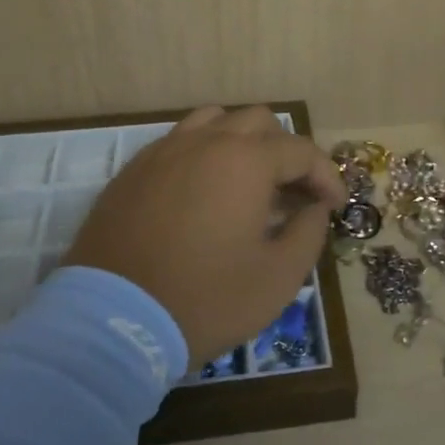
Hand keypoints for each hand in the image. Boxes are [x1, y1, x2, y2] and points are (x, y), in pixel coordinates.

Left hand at [63, 106, 345, 363]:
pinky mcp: (134, 170)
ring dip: (241, 143)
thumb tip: (315, 207)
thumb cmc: (205, 299)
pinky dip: (203, 156)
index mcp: (245, 160)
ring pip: (214, 122)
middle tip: (292, 194)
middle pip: (258, 122)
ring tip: (247, 183)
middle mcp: (205, 141)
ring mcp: (164, 151)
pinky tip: (203, 194)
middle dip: (285, 152)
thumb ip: (308, 232)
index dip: (325, 176)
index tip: (334, 206)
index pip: (301, 150)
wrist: (110, 322)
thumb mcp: (277, 278)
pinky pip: (179, 143)